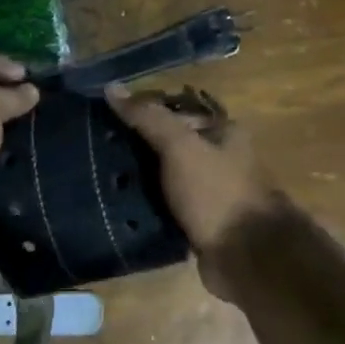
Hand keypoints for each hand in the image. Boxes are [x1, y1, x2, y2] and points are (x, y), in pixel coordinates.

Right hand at [105, 82, 283, 302]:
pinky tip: (121, 210)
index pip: (178, 112)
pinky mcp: (203, 225)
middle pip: (173, 146)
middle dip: (139, 150)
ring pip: (170, 180)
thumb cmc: (216, 193)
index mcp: (225, 133)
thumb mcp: (180, 147)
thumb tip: (112, 87)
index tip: (107, 120)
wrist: (246, 256)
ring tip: (102, 180)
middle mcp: (222, 160)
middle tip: (98, 152)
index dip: (144, 113)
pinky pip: (170, 209)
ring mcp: (213, 194)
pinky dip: (151, 209)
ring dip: (142, 182)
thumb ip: (148, 118)